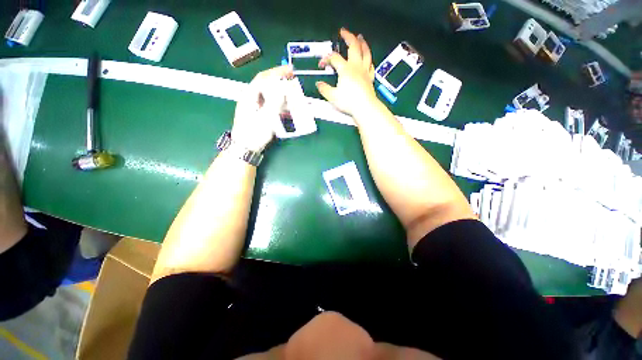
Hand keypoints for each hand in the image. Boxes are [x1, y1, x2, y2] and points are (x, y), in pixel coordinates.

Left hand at [232, 65, 293, 151]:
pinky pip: (269, 104)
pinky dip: (278, 103)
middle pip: (266, 84)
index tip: (290, 70)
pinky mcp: (258, 115)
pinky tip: (285, 108)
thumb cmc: (254, 134)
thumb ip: (274, 103)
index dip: (277, 72)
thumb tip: (282, 89)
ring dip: (280, 92)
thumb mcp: (265, 118)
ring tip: (291, 93)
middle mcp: (251, 99)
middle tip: (292, 80)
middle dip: (279, 80)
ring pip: (268, 94)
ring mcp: (254, 107)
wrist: (245, 149)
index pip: (263, 78)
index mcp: (250, 96)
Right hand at [316, 28, 378, 115]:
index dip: (326, 59)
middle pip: (353, 46)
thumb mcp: (333, 97)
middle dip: (347, 37)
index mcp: (345, 69)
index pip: (334, 58)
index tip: (322, 64)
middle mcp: (356, 67)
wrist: (365, 107)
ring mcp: (364, 71)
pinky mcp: (370, 78)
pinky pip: (371, 65)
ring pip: (365, 52)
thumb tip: (319, 85)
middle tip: (343, 32)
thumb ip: (324, 89)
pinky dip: (369, 60)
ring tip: (360, 37)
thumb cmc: (350, 102)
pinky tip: (368, 59)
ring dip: (362, 43)